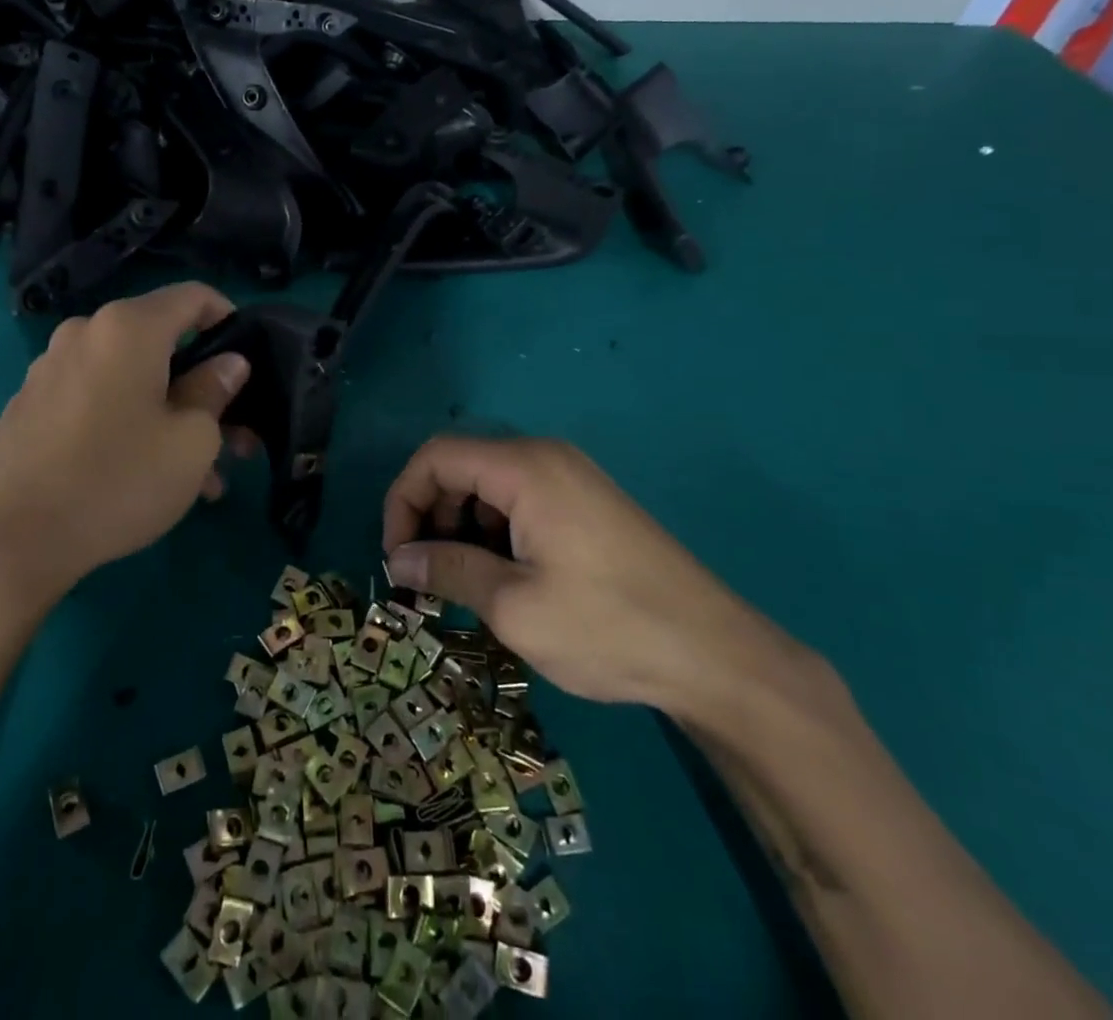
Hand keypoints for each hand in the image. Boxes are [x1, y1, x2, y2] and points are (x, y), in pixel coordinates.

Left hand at [0, 282, 249, 604]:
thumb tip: (227, 363)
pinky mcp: (29, 405)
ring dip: (168, 414)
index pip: (193, 296)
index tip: (249, 359)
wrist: (10, 542)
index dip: (229, 317)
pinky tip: (143, 475)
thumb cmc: (117, 480)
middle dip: (202, 386)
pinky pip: (95, 398)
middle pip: (161, 343)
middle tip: (232, 438)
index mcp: (128, 328)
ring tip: (196, 476)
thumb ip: (215, 391)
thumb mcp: (191, 442)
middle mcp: (84, 333)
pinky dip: (128, 422)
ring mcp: (50, 369)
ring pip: (129, 378)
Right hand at [382, 437, 808, 714]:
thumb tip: (397, 561)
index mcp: (524, 467)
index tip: (398, 559)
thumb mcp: (513, 605)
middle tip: (427, 578)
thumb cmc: (607, 626)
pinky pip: (520, 501)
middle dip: (431, 517)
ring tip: (463, 585)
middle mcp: (545, 457)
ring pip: (489, 487)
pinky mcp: (585, 503)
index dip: (403, 501)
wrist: (715, 655)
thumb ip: (447, 571)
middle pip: (461, 467)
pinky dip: (495, 533)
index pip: (436, 457)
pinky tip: (502, 580)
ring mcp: (570, 478)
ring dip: (461, 529)